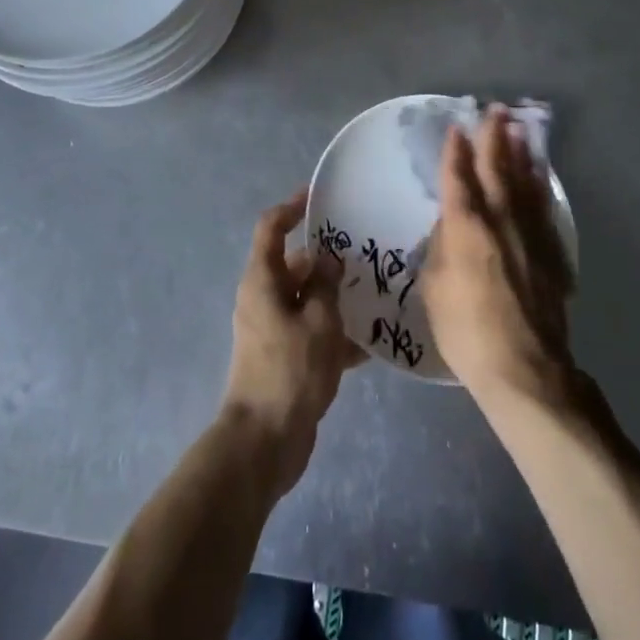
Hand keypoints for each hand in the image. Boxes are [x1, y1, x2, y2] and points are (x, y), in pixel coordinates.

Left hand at [222, 192, 363, 495]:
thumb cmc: (290, 371)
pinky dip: (335, 333)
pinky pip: (311, 332)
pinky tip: (372, 342)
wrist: (265, 443)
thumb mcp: (318, 321)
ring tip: (376, 292)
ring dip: (336, 296)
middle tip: (366, 252)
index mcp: (262, 280)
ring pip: (306, 300)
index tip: (318, 196)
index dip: (292, 207)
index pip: (271, 228)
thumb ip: (326, 285)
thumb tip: (329, 259)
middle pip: (294, 265)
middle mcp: (263, 298)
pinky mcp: (284, 358)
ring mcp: (272, 330)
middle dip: (327, 259)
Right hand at [421, 105, 575, 403]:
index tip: (456, 128)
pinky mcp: (551, 253)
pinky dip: (539, 186)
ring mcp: (530, 234)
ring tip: (519, 129)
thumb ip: (439, 248)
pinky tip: (539, 177)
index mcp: (466, 226)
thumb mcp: (433, 287)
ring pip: (525, 182)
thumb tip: (449, 228)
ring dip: (521, 153)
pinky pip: (543, 208)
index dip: (455, 151)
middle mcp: (500, 220)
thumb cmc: (466, 329)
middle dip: (494, 137)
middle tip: (496, 110)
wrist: (524, 366)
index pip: (458, 177)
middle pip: (497, 169)